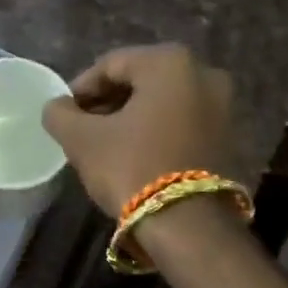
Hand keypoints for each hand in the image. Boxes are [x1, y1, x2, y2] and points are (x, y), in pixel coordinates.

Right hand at [41, 44, 235, 216]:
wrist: (188, 225)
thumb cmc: (132, 169)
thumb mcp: (82, 141)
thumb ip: (61, 115)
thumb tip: (56, 107)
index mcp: (170, 62)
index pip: (111, 64)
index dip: (81, 89)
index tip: (64, 114)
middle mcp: (205, 74)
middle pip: (142, 82)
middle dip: (109, 104)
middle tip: (84, 131)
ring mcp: (224, 108)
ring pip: (165, 105)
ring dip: (134, 120)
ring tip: (108, 148)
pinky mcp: (230, 139)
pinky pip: (184, 126)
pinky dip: (159, 134)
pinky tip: (139, 158)